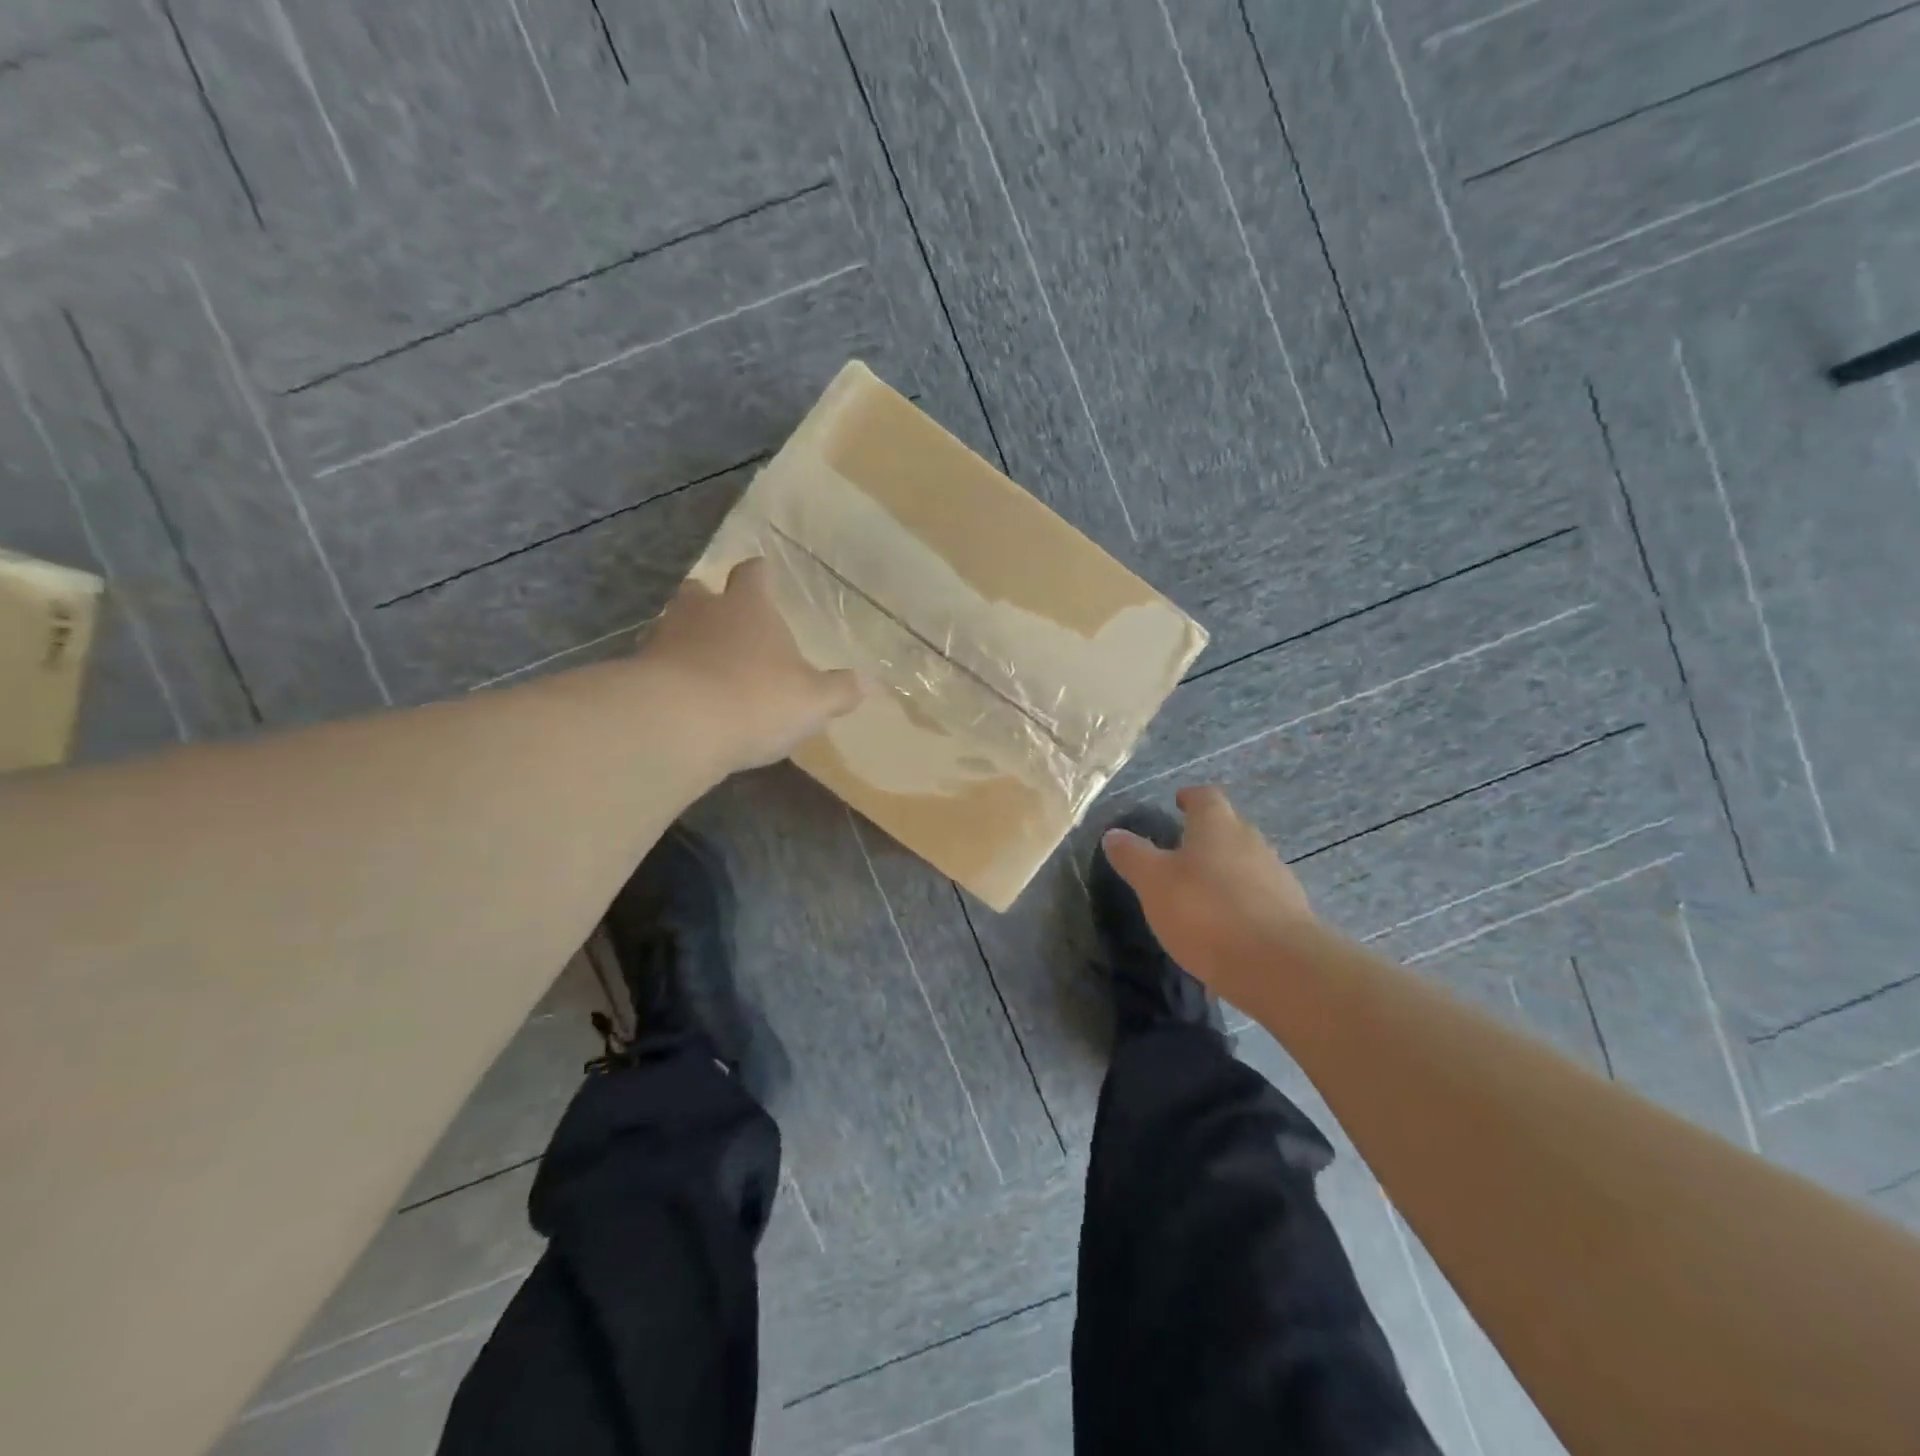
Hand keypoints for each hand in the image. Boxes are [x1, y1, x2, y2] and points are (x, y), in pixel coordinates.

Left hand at [643, 556, 863, 770]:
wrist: (677, 726)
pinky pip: (653, 665)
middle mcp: (702, 612)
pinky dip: (665, 675)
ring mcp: (662, 640)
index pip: (753, 574)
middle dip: (710, 602)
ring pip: (671, 626)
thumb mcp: (814, 701)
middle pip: (699, 591)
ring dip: (684, 639)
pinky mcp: (636, 673)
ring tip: (700, 663)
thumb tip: (865, 682)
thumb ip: (839, 691)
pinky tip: (678, 698)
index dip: (759, 573)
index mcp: (748, 608)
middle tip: (724, 620)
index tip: (763, 573)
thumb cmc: (756, 700)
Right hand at [1100, 786, 1314, 996]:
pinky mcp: (1291, 914)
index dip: (1190, 798)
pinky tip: (1225, 927)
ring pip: (1246, 863)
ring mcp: (1276, 878)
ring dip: (1225, 871)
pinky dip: (1241, 904)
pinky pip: (1259, 898)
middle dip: (1207, 836)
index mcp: (1218, 825)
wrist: (1278, 967)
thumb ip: (1133, 856)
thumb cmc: (1206, 912)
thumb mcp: (1153, 882)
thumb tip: (1114, 834)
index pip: (1205, 797)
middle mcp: (1252, 842)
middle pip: (1229, 828)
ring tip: (1201, 892)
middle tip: (1181, 851)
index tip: (1178, 802)